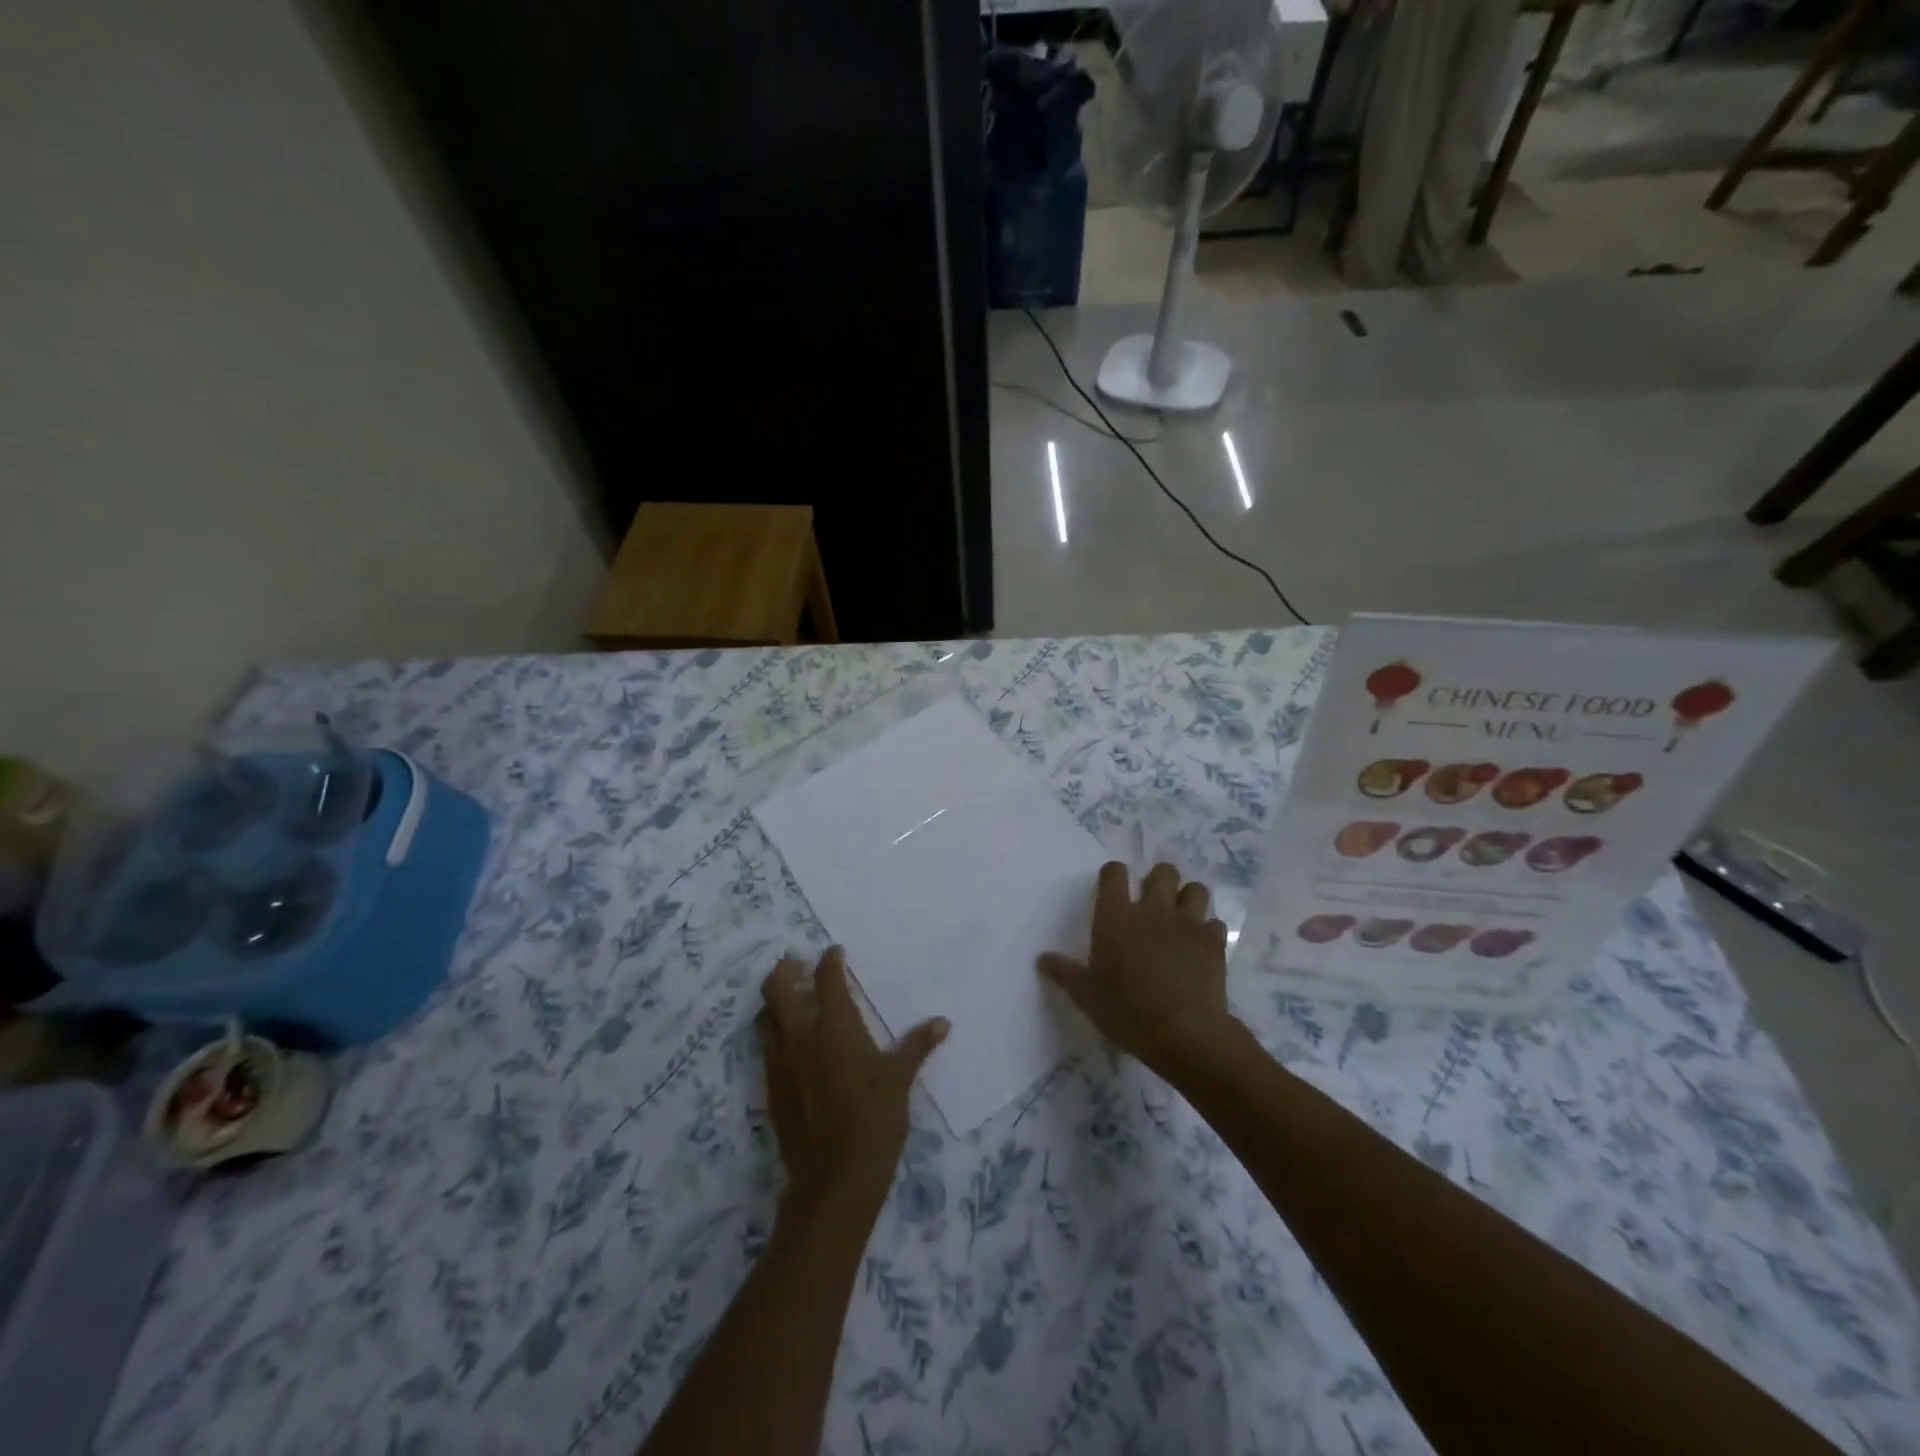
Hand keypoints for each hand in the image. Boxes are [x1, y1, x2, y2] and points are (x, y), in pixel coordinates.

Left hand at [759, 947, 947, 1210]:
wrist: (834, 1179)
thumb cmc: (875, 1121)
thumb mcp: (900, 1080)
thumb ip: (917, 1045)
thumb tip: (942, 1022)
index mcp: (836, 1026)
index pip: (827, 979)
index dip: (829, 961)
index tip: (834, 952)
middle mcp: (802, 1035)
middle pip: (778, 987)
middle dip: (785, 969)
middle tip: (798, 965)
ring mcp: (781, 1062)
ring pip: (765, 1016)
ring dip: (774, 1000)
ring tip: (790, 999)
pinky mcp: (770, 1087)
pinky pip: (765, 1047)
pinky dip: (773, 1032)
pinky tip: (789, 1042)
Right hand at [1039, 861, 1235, 1072]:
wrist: (1183, 1032)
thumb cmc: (1126, 1010)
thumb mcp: (1086, 995)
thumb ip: (1064, 972)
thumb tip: (1042, 958)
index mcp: (1116, 916)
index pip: (1114, 874)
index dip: (1114, 874)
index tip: (1113, 886)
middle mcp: (1152, 909)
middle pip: (1163, 872)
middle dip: (1159, 881)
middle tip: (1152, 903)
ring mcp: (1187, 923)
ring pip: (1195, 889)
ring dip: (1188, 898)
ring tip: (1181, 917)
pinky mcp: (1213, 942)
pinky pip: (1214, 922)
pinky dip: (1208, 930)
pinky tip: (1200, 946)